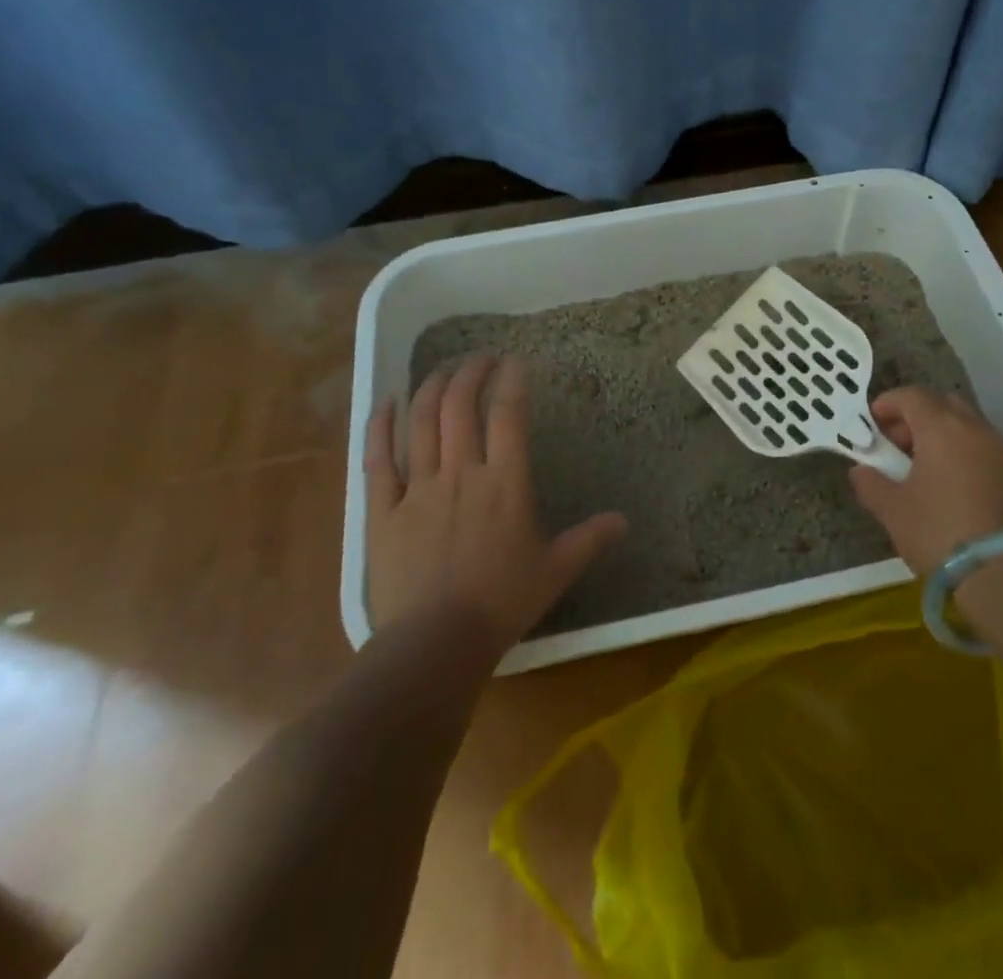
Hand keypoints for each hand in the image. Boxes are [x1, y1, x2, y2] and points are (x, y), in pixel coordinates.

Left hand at [365, 354, 626, 663]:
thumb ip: (590, 539)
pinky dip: (379, 426)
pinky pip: (377, 459)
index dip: (511, 381)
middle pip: (461, 406)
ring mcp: (418, 488)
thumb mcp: (555, 570)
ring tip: (442, 370)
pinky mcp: (383, 510)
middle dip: (470, 373)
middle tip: (479, 358)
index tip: (514, 360)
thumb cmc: (502, 602)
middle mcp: (461, 473)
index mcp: (505, 482)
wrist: (435, 643)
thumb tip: (624, 521)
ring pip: (421, 423)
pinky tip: (385, 403)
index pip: (508, 415)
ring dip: (431, 388)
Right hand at [848, 386, 1002, 576]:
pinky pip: (991, 454)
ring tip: (929, 471)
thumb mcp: (893, 511)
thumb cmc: (941, 532)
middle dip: (919, 418)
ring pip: (971, 429)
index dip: (888, 404)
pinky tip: (961, 492)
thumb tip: (861, 471)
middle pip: (945, 405)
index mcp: (942, 427)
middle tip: (901, 446)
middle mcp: (977, 429)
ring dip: (947, 439)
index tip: (873, 422)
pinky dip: (971, 459)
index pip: (912, 395)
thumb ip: (871, 484)